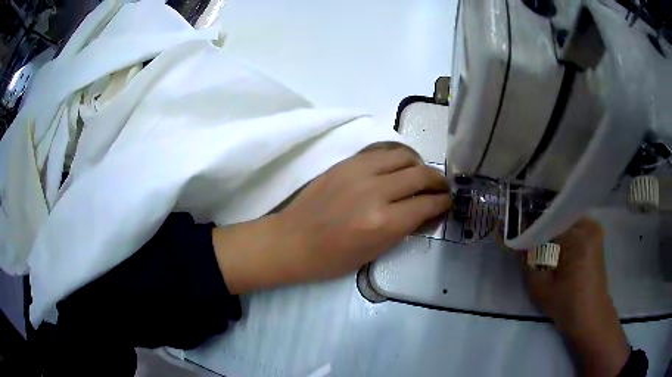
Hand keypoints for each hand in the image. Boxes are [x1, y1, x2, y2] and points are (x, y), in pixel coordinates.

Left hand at [213, 143, 451, 293]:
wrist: (292, 240)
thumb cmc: (332, 258)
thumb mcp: (375, 252)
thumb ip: (406, 228)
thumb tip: (428, 212)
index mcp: (383, 222)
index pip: (427, 204)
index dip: (443, 203)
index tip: (448, 203)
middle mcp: (375, 191)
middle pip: (421, 175)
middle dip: (438, 182)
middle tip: (442, 189)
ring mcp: (359, 171)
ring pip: (404, 155)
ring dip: (419, 165)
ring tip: (422, 175)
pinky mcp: (346, 162)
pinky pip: (382, 151)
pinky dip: (398, 157)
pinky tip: (399, 167)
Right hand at [524, 218, 629, 375]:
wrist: (591, 317)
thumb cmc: (567, 305)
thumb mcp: (540, 287)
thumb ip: (526, 262)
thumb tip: (515, 242)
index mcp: (577, 235)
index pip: (547, 219)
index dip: (529, 225)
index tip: (515, 231)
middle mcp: (588, 224)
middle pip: (557, 217)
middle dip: (540, 226)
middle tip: (526, 239)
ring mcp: (594, 228)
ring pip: (565, 221)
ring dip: (551, 230)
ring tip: (538, 244)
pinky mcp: (595, 236)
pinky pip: (574, 226)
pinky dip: (562, 234)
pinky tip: (553, 247)